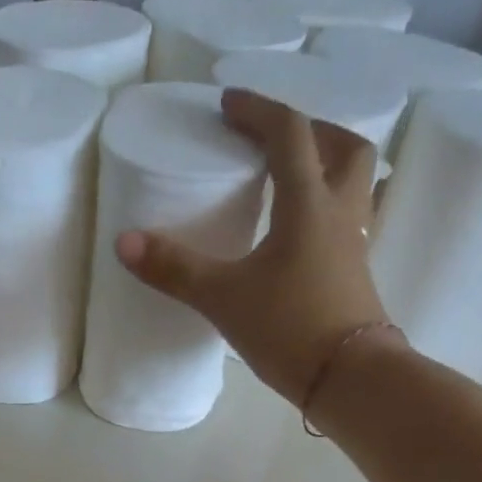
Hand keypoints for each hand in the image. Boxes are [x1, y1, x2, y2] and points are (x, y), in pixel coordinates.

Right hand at [116, 88, 392, 408]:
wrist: (349, 378)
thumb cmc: (289, 328)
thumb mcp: (223, 298)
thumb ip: (175, 269)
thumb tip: (124, 242)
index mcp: (309, 202)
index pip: (289, 133)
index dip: (258, 110)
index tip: (229, 103)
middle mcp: (341, 212)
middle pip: (344, 147)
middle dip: (310, 131)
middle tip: (275, 140)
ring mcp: (355, 245)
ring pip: (355, 184)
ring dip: (328, 168)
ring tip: (292, 182)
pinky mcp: (356, 276)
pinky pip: (349, 222)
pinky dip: (327, 212)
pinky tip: (301, 238)